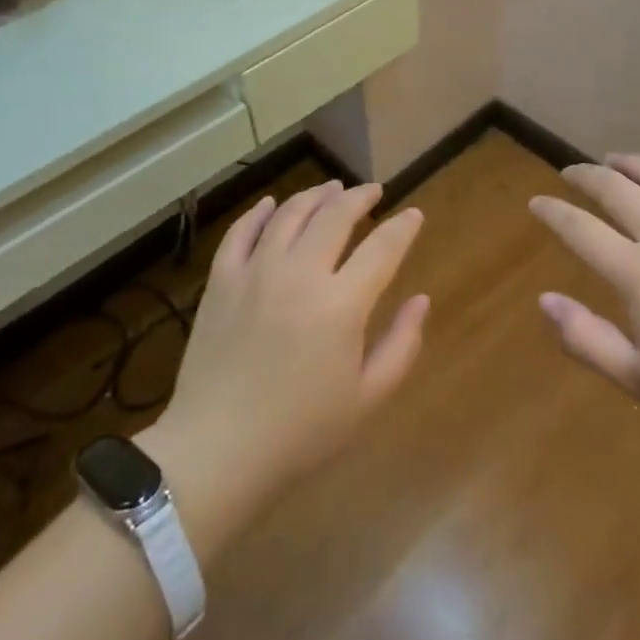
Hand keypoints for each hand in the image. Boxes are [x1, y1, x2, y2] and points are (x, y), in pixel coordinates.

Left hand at [151, 182, 427, 522]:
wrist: (217, 450)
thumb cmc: (301, 432)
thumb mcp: (367, 398)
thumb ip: (401, 345)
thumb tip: (421, 300)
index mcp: (341, 303)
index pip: (382, 248)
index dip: (403, 227)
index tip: (413, 215)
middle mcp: (300, 273)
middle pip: (335, 216)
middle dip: (360, 198)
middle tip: (373, 192)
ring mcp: (255, 271)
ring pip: (289, 213)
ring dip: (315, 195)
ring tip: (331, 189)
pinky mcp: (221, 280)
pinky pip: (242, 231)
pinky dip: (260, 211)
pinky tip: (271, 204)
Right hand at [529, 154, 639, 452]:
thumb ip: (587, 339)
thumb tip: (544, 300)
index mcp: (639, 273)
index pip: (580, 228)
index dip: (553, 212)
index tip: (536, 203)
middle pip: (615, 188)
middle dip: (584, 175)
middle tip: (569, 173)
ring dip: (630, 162)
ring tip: (613, 159)